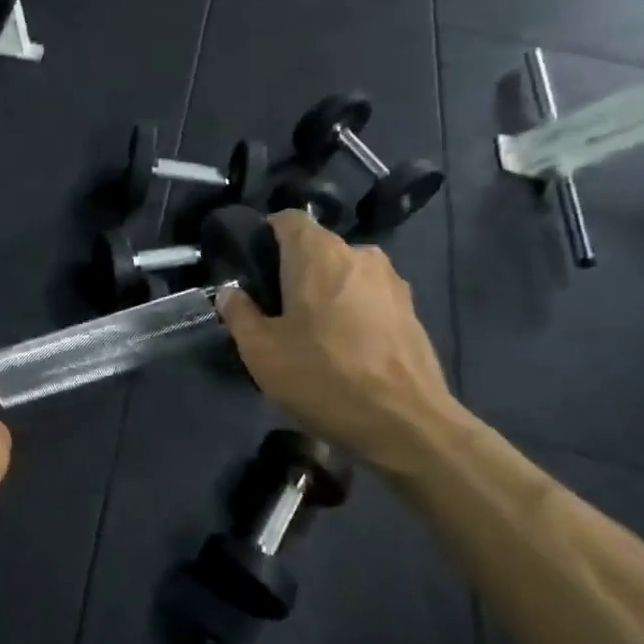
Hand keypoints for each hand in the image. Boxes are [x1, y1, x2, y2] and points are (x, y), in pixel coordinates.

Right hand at [217, 211, 454, 468]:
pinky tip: (343, 349)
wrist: (407, 424)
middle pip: (316, 249)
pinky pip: (368, 298)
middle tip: (273, 308)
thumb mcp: (261, 351)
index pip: (287, 219)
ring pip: (344, 274)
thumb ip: (239, 313)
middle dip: (293, 270)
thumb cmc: (324, 377)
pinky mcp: (411, 312)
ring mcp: (392, 283)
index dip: (265, 235)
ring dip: (324, 293)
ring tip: (310, 332)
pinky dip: (352, 312)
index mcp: (319, 253)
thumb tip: (232, 292)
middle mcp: (359, 255)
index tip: (251, 267)